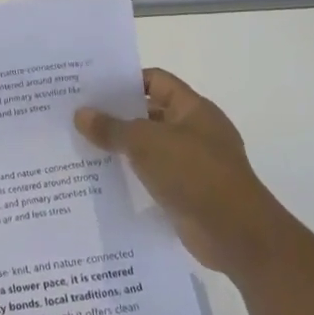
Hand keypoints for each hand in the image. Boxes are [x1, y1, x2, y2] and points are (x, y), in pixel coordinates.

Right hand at [75, 68, 272, 273]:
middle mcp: (195, 131)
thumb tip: (80, 113)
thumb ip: (111, 127)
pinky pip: (154, 176)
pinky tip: (103, 178)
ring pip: (150, 147)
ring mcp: (193, 163)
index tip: (92, 87)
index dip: (125, 80)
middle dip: (117, 115)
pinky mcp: (188, 192)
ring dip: (122, 148)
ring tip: (83, 146)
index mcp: (193, 108)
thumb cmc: (194, 173)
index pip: (155, 80)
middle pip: (150, 113)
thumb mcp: (145, 144)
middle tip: (78, 116)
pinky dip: (133, 175)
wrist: (235, 234)